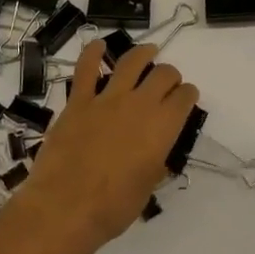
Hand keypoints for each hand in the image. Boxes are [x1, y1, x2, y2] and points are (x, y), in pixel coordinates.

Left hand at [15, 40, 197, 248]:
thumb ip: (155, 163)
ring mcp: (107, 99)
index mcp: (163, 127)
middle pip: (163, 74)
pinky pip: (86, 69)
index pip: (184, 97)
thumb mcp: (147, 188)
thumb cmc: (113, 207)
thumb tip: (156, 155)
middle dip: (170, 75)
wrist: (66, 208)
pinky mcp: (78, 101)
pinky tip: (98, 45)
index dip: (188, 95)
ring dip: (143, 53)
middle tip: (167, 82)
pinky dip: (93, 53)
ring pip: (131, 62)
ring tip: (149, 51)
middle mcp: (140, 104)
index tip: (185, 98)